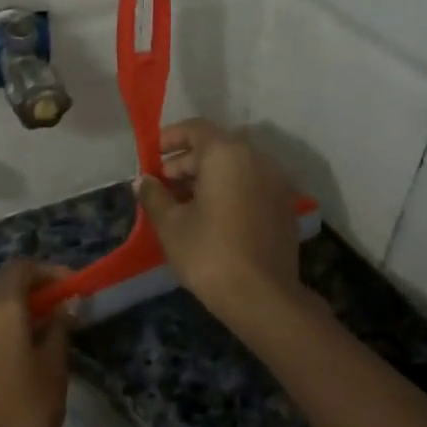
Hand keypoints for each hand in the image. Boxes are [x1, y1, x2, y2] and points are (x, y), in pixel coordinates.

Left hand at [0, 260, 73, 426]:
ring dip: (21, 305)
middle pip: (5, 282)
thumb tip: (68, 304)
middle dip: (37, 287)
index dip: (50, 271)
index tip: (75, 287)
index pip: (22, 268)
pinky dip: (7, 322)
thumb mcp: (54, 366)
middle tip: (67, 304)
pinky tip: (28, 345)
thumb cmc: (25, 408)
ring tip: (51, 325)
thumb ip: (60, 328)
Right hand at [135, 118, 306, 329]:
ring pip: (235, 168)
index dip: (169, 138)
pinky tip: (208, 217)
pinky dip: (228, 191)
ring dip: (206, 178)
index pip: (196, 129)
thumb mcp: (170, 224)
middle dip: (185, 162)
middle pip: (216, 147)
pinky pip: (250, 186)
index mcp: (227, 154)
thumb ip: (153, 195)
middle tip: (161, 185)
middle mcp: (257, 159)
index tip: (151, 156)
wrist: (262, 297)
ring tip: (180, 204)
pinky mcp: (283, 207)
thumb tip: (143, 181)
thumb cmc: (208, 253)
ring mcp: (276, 183)